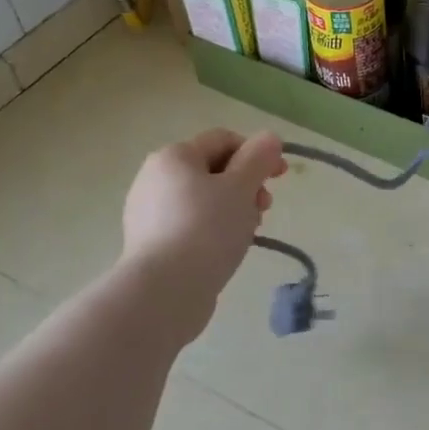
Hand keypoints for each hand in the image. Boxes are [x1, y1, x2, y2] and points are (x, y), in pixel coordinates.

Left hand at [121, 129, 286, 320]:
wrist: (164, 292)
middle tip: (264, 210)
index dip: (257, 153)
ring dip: (233, 209)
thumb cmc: (206, 229)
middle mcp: (154, 178)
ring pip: (203, 200)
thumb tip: (269, 137)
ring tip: (247, 234)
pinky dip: (212, 230)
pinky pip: (189, 225)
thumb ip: (258, 158)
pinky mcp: (150, 244)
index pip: (223, 139)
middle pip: (213, 170)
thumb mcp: (241, 187)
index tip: (280, 177)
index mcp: (174, 156)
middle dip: (246, 185)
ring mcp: (148, 213)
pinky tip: (225, 251)